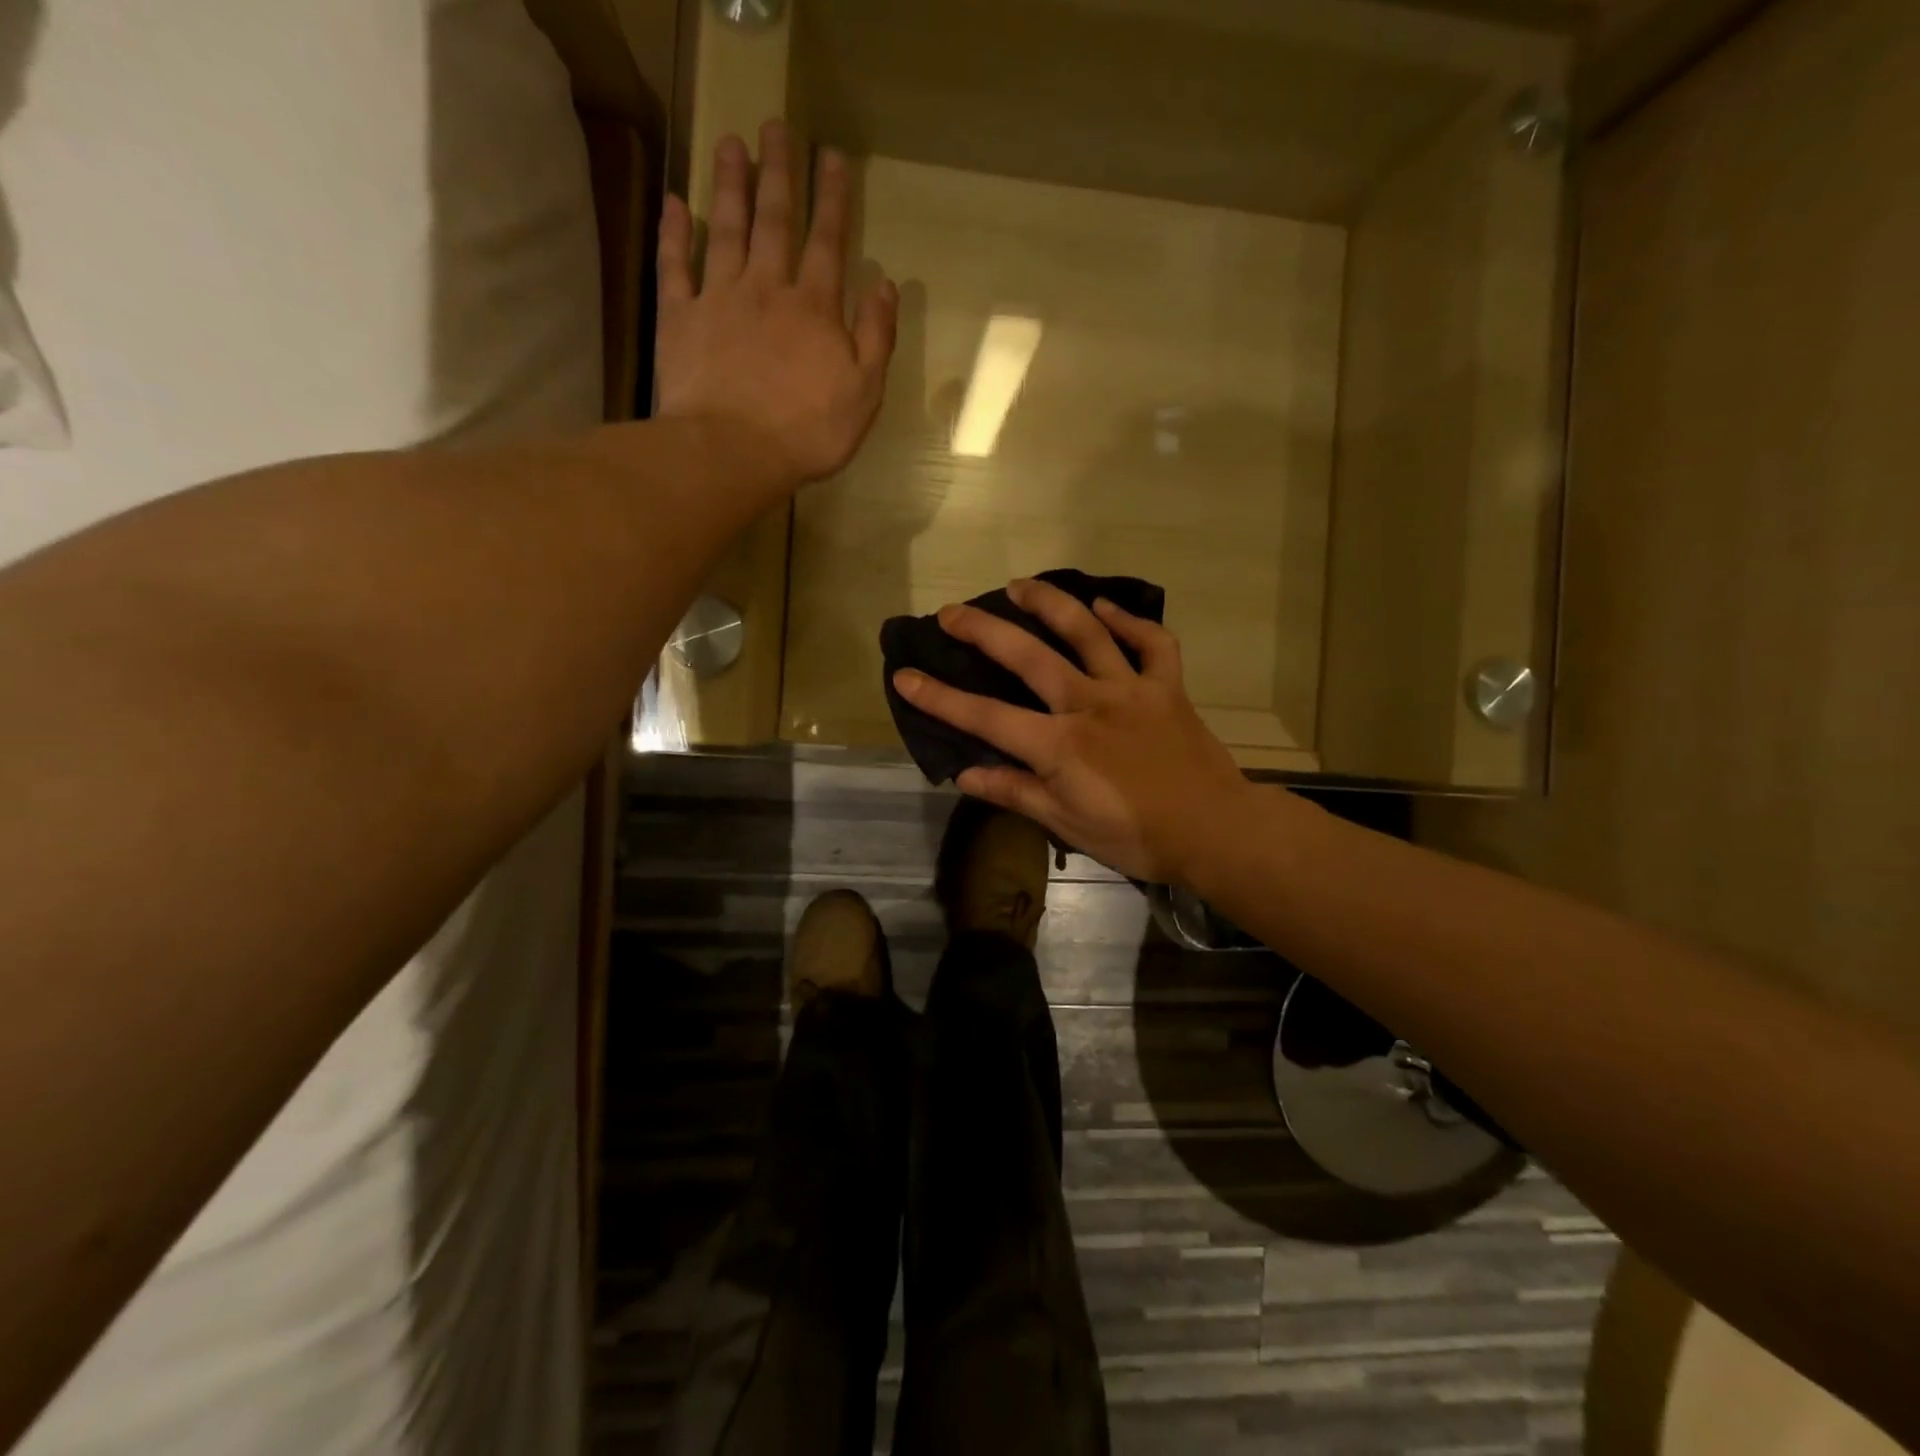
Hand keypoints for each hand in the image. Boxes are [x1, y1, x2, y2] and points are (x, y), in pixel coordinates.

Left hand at [656, 121, 897, 491]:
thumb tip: (885, 285)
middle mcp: (767, 289)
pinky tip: (675, 204)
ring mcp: (719, 300)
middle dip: (778, 173)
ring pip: (725, 230)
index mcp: (815, 309)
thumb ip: (876, 338)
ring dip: (729, 185)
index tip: (831, 157)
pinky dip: (674, 234)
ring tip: (730, 144)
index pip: (828, 242)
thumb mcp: (863, 394)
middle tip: (775, 127)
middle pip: (774, 221)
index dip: (832, 199)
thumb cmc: (808, 432)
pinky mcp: (680, 319)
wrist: (732, 451)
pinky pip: (675, 267)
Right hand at [892, 578, 1259, 884]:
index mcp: (1059, 745)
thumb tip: (965, 774)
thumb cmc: (1136, 835)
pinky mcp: (1168, 686)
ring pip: (1087, 632)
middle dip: (983, 631)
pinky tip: (1107, 608)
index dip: (940, 697)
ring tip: (1020, 586)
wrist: (1214, 830)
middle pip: (1028, 656)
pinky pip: (1152, 643)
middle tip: (952, 612)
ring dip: (1050, 604)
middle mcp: (1088, 704)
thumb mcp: (1067, 824)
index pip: (986, 717)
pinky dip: (1130, 621)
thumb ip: (1016, 792)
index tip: (905, 676)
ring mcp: (1131, 689)